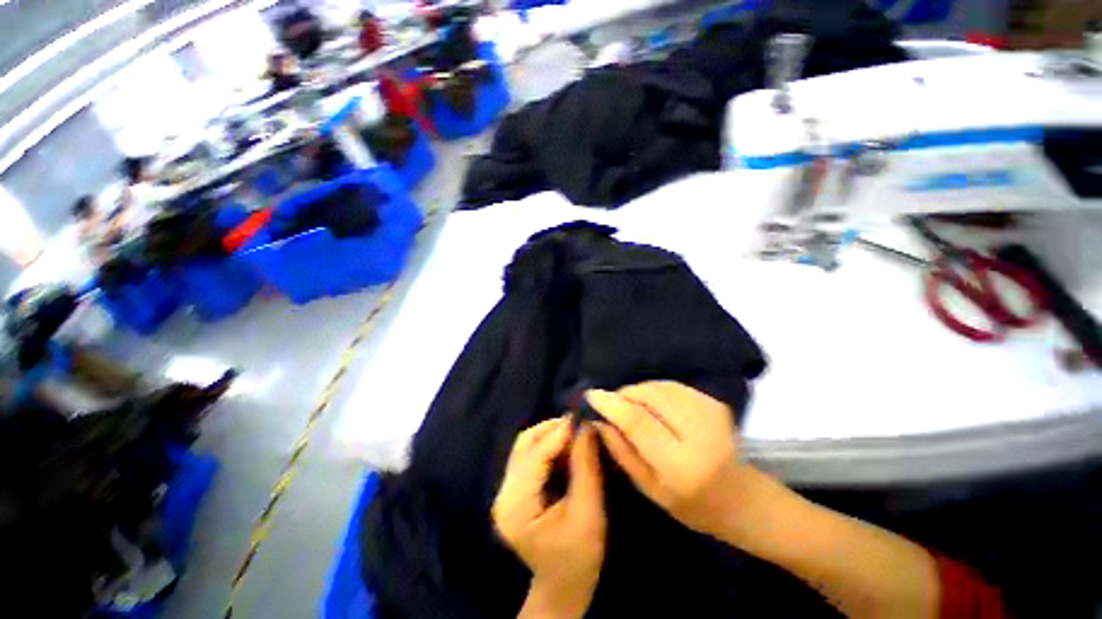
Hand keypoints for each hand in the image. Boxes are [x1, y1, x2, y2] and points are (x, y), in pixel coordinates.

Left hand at [492, 417, 604, 616]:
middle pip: (524, 444)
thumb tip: (586, 426)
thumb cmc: (579, 557)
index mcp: (516, 506)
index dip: (558, 433)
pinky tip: (565, 446)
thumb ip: (586, 466)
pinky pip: (528, 455)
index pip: (535, 456)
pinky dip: (547, 445)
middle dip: (553, 429)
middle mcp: (503, 494)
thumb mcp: (589, 513)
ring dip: (550, 434)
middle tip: (579, 425)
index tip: (581, 417)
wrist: (562, 586)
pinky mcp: (513, 489)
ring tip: (575, 433)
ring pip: (525, 445)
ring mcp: (505, 491)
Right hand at [588, 381, 752, 538]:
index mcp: (680, 464)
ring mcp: (709, 412)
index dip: (611, 404)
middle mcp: (697, 432)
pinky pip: (671, 386)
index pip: (637, 422)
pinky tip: (651, 404)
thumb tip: (598, 419)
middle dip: (623, 394)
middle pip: (648, 395)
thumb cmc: (692, 505)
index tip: (591, 395)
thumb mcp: (648, 488)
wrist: (743, 498)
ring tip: (630, 405)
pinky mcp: (713, 401)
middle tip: (611, 403)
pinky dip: (654, 390)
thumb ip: (621, 451)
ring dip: (638, 391)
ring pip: (659, 386)